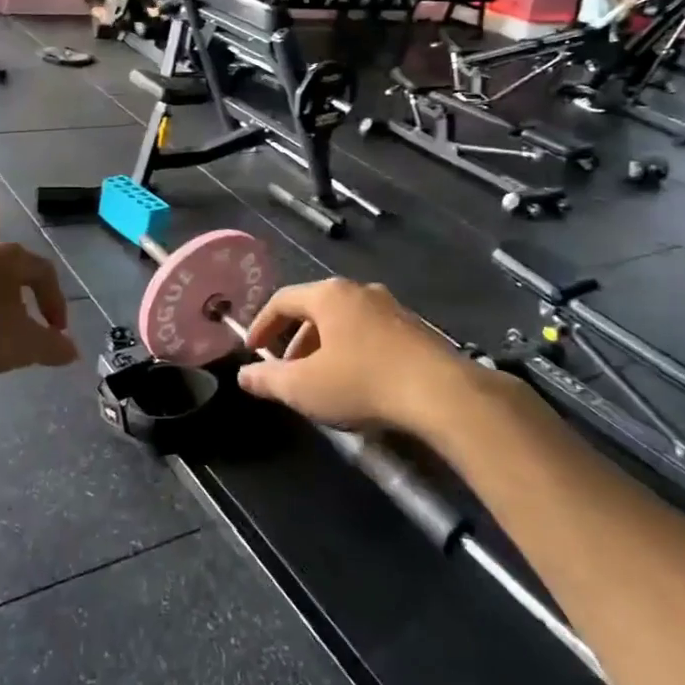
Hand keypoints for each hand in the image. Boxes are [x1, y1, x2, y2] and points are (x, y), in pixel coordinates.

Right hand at [238, 279, 474, 430]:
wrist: (441, 393)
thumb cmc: (362, 382)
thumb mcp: (305, 387)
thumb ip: (269, 379)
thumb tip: (244, 375)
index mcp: (329, 295)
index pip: (283, 300)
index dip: (262, 324)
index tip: (252, 350)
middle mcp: (359, 291)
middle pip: (315, 309)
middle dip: (295, 341)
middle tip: (286, 371)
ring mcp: (391, 307)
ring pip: (344, 322)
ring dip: (324, 348)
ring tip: (320, 381)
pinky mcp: (415, 329)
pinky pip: (369, 333)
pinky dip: (351, 351)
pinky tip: (356, 383)